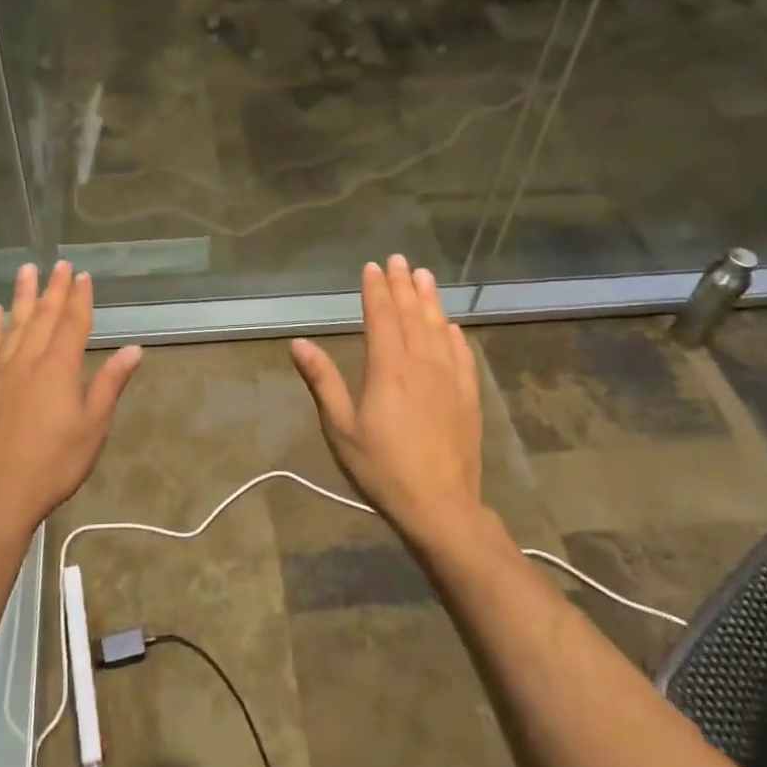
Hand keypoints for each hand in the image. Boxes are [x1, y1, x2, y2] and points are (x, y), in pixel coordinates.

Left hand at [0, 261, 142, 535]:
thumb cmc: (53, 464)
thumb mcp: (93, 427)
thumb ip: (110, 384)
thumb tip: (133, 349)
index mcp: (59, 368)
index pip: (73, 323)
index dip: (80, 298)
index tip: (83, 276)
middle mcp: (28, 361)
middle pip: (44, 317)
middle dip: (54, 289)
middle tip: (60, 264)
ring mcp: (0, 373)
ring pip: (14, 324)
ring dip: (22, 296)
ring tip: (26, 271)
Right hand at [289, 255, 482, 544]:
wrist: (441, 507)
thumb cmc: (382, 469)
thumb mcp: (341, 428)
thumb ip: (322, 382)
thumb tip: (299, 343)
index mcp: (388, 369)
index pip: (382, 317)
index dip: (376, 290)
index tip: (372, 267)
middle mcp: (421, 365)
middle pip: (412, 315)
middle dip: (403, 285)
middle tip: (399, 260)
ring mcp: (450, 380)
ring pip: (439, 329)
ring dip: (430, 300)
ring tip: (425, 276)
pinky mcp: (468, 398)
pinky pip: (463, 355)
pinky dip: (455, 335)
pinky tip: (452, 326)